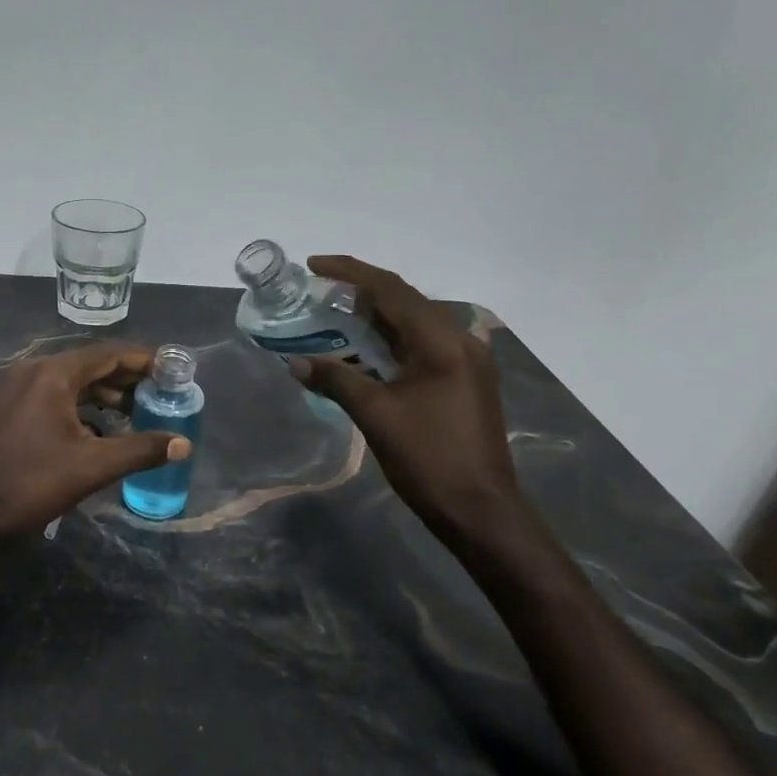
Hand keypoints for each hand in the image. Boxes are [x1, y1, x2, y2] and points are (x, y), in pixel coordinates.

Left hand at [0, 342, 190, 541]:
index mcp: (54, 374)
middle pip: (91, 365)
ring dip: (105, 394)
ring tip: (137, 411)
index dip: (144, 360)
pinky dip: (83, 408)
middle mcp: (35, 372)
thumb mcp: (92, 466)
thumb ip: (141, 450)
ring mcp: (19, 391)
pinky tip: (101, 431)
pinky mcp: (12, 411)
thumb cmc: (29, 482)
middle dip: (127, 378)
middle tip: (161, 392)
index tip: (172, 370)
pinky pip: (57, 398)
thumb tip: (184, 443)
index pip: (109, 353)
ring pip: (73, 383)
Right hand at [286, 256, 522, 544]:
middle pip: (405, 301)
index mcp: (442, 342)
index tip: (314, 265)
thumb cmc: (428, 459)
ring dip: (375, 318)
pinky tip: (365, 351)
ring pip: (414, 324)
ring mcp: (467, 361)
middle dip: (360, 292)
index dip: (350, 272)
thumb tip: (295, 363)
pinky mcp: (465, 381)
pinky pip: (423, 346)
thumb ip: (336, 380)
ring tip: (335, 317)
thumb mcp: (376, 415)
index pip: (392, 290)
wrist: (481, 510)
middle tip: (319, 293)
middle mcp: (460, 340)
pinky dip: (391, 342)